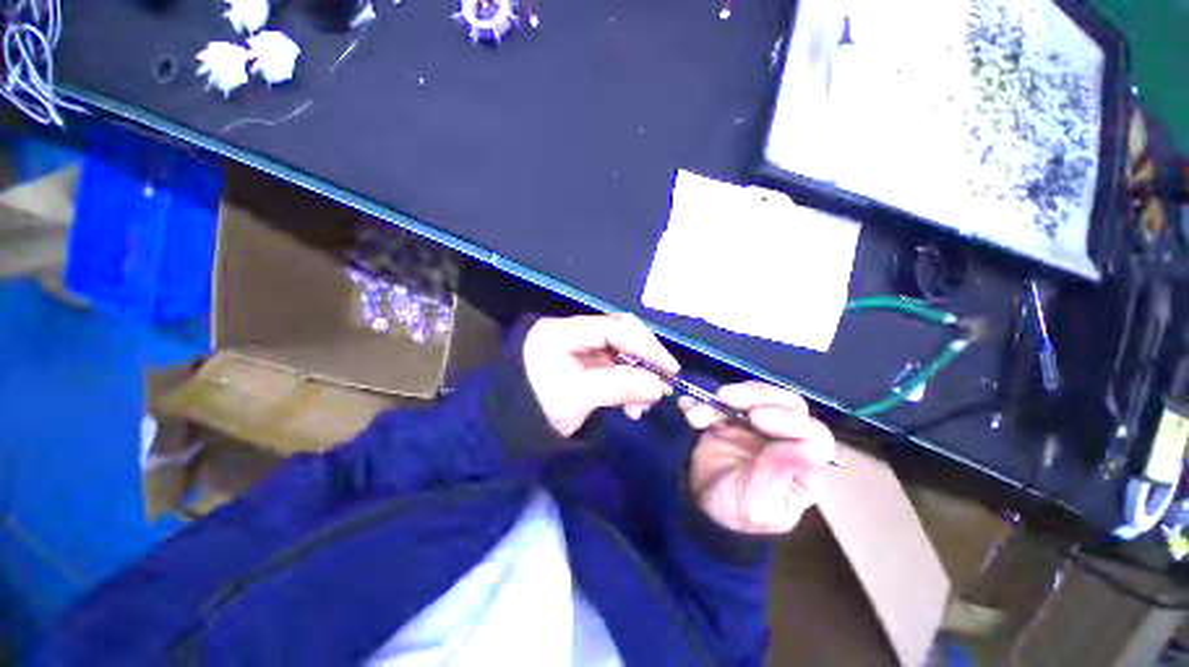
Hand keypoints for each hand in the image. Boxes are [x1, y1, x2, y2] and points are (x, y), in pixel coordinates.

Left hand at [523, 314, 680, 436]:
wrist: (506, 429)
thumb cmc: (536, 408)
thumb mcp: (577, 397)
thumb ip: (619, 387)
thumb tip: (659, 387)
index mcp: (564, 331)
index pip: (615, 328)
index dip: (646, 346)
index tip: (670, 369)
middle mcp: (572, 332)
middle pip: (619, 335)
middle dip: (643, 359)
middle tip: (663, 383)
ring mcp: (577, 348)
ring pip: (618, 353)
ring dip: (636, 376)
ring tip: (644, 404)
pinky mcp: (580, 363)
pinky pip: (611, 367)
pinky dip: (625, 384)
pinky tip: (631, 405)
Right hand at [681, 382, 835, 534]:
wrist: (700, 507)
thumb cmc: (737, 513)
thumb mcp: (758, 505)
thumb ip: (778, 477)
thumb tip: (806, 449)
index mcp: (801, 465)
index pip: (813, 434)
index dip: (788, 419)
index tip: (755, 417)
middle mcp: (784, 440)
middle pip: (787, 405)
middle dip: (757, 396)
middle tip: (725, 396)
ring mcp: (757, 427)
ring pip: (757, 396)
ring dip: (726, 397)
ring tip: (697, 412)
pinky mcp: (731, 419)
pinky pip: (722, 401)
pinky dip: (702, 400)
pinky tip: (686, 408)